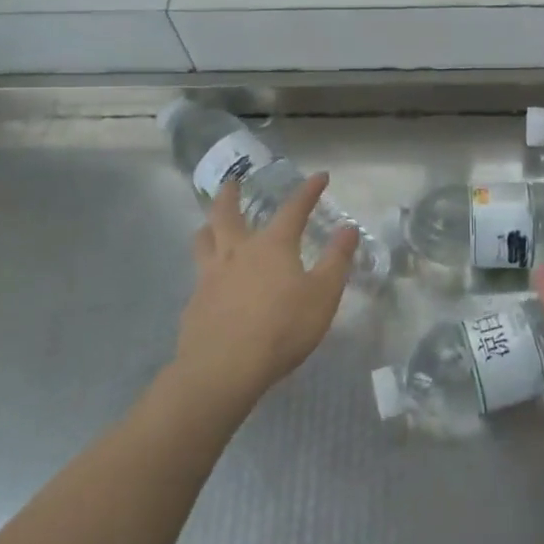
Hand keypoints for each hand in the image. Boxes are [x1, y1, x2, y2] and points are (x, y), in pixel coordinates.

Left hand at [173, 173, 358, 407]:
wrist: (223, 368)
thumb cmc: (282, 328)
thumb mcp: (323, 295)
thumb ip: (336, 260)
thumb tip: (348, 228)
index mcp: (272, 245)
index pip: (293, 208)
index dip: (309, 191)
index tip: (320, 176)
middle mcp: (237, 252)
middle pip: (227, 213)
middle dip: (231, 194)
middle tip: (232, 182)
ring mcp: (210, 276)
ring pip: (203, 240)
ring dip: (208, 226)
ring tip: (210, 225)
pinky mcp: (194, 303)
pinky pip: (198, 275)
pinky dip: (205, 268)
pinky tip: (211, 282)